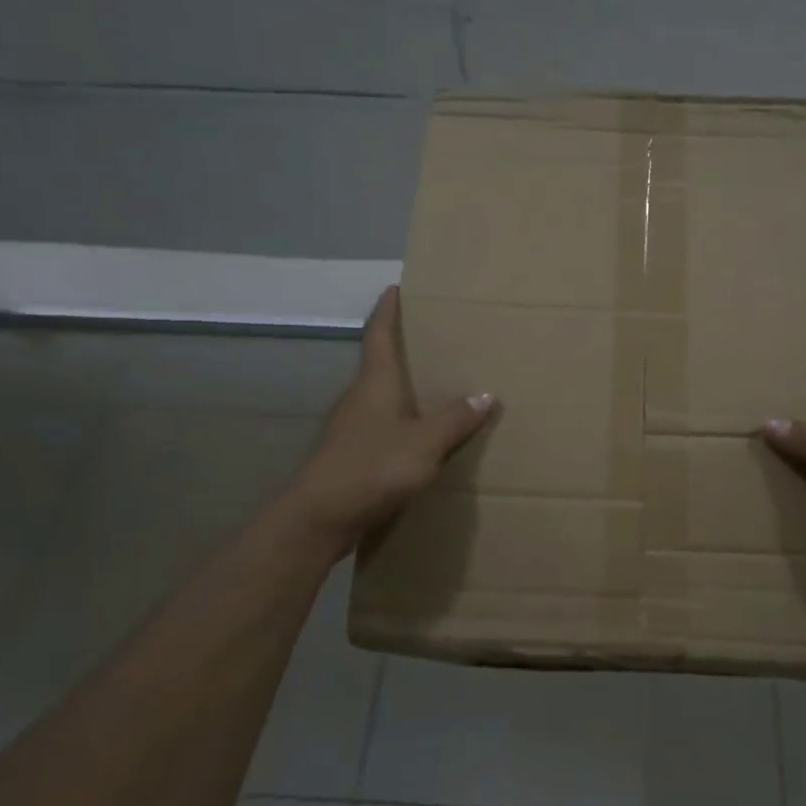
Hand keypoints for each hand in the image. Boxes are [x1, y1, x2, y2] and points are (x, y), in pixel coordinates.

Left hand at [289, 286, 496, 551]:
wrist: (319, 518)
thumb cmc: (372, 467)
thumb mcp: (425, 443)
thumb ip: (455, 419)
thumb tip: (486, 394)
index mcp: (375, 384)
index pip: (380, 335)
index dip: (388, 310)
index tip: (395, 288)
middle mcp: (360, 398)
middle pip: (380, 364)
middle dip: (403, 350)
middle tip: (434, 340)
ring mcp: (351, 428)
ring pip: (381, 398)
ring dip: (403, 389)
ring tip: (435, 388)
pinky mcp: (350, 455)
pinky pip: (381, 427)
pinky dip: (401, 422)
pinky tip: (420, 437)